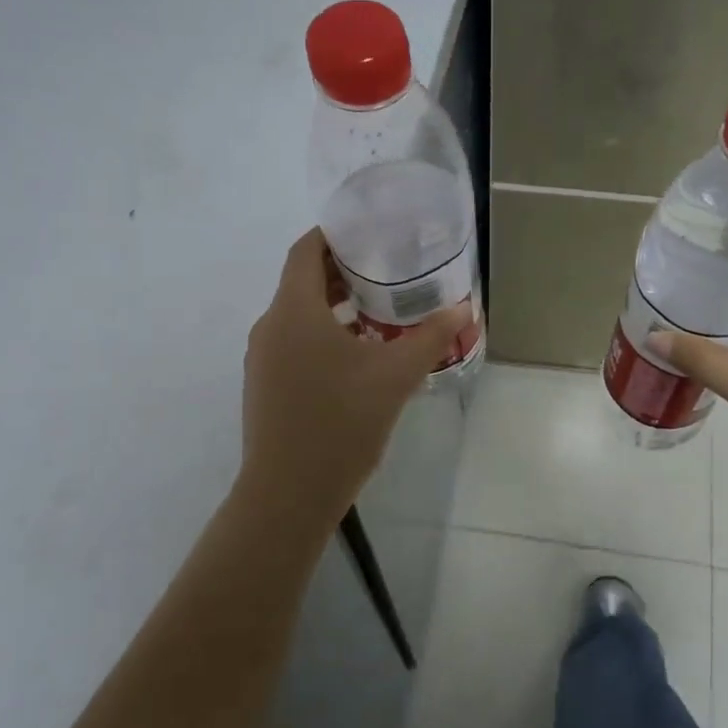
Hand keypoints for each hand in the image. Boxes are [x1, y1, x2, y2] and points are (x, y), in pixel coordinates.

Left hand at [239, 229, 469, 528]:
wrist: (289, 494)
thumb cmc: (341, 423)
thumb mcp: (395, 376)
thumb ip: (430, 338)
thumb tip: (464, 311)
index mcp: (294, 311)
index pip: (305, 251)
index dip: (334, 234)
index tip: (371, 232)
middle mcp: (270, 327)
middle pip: (302, 281)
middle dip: (343, 271)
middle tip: (388, 269)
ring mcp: (263, 359)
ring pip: (299, 315)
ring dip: (335, 306)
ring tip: (381, 311)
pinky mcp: (266, 386)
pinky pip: (295, 343)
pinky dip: (324, 335)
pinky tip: (360, 357)